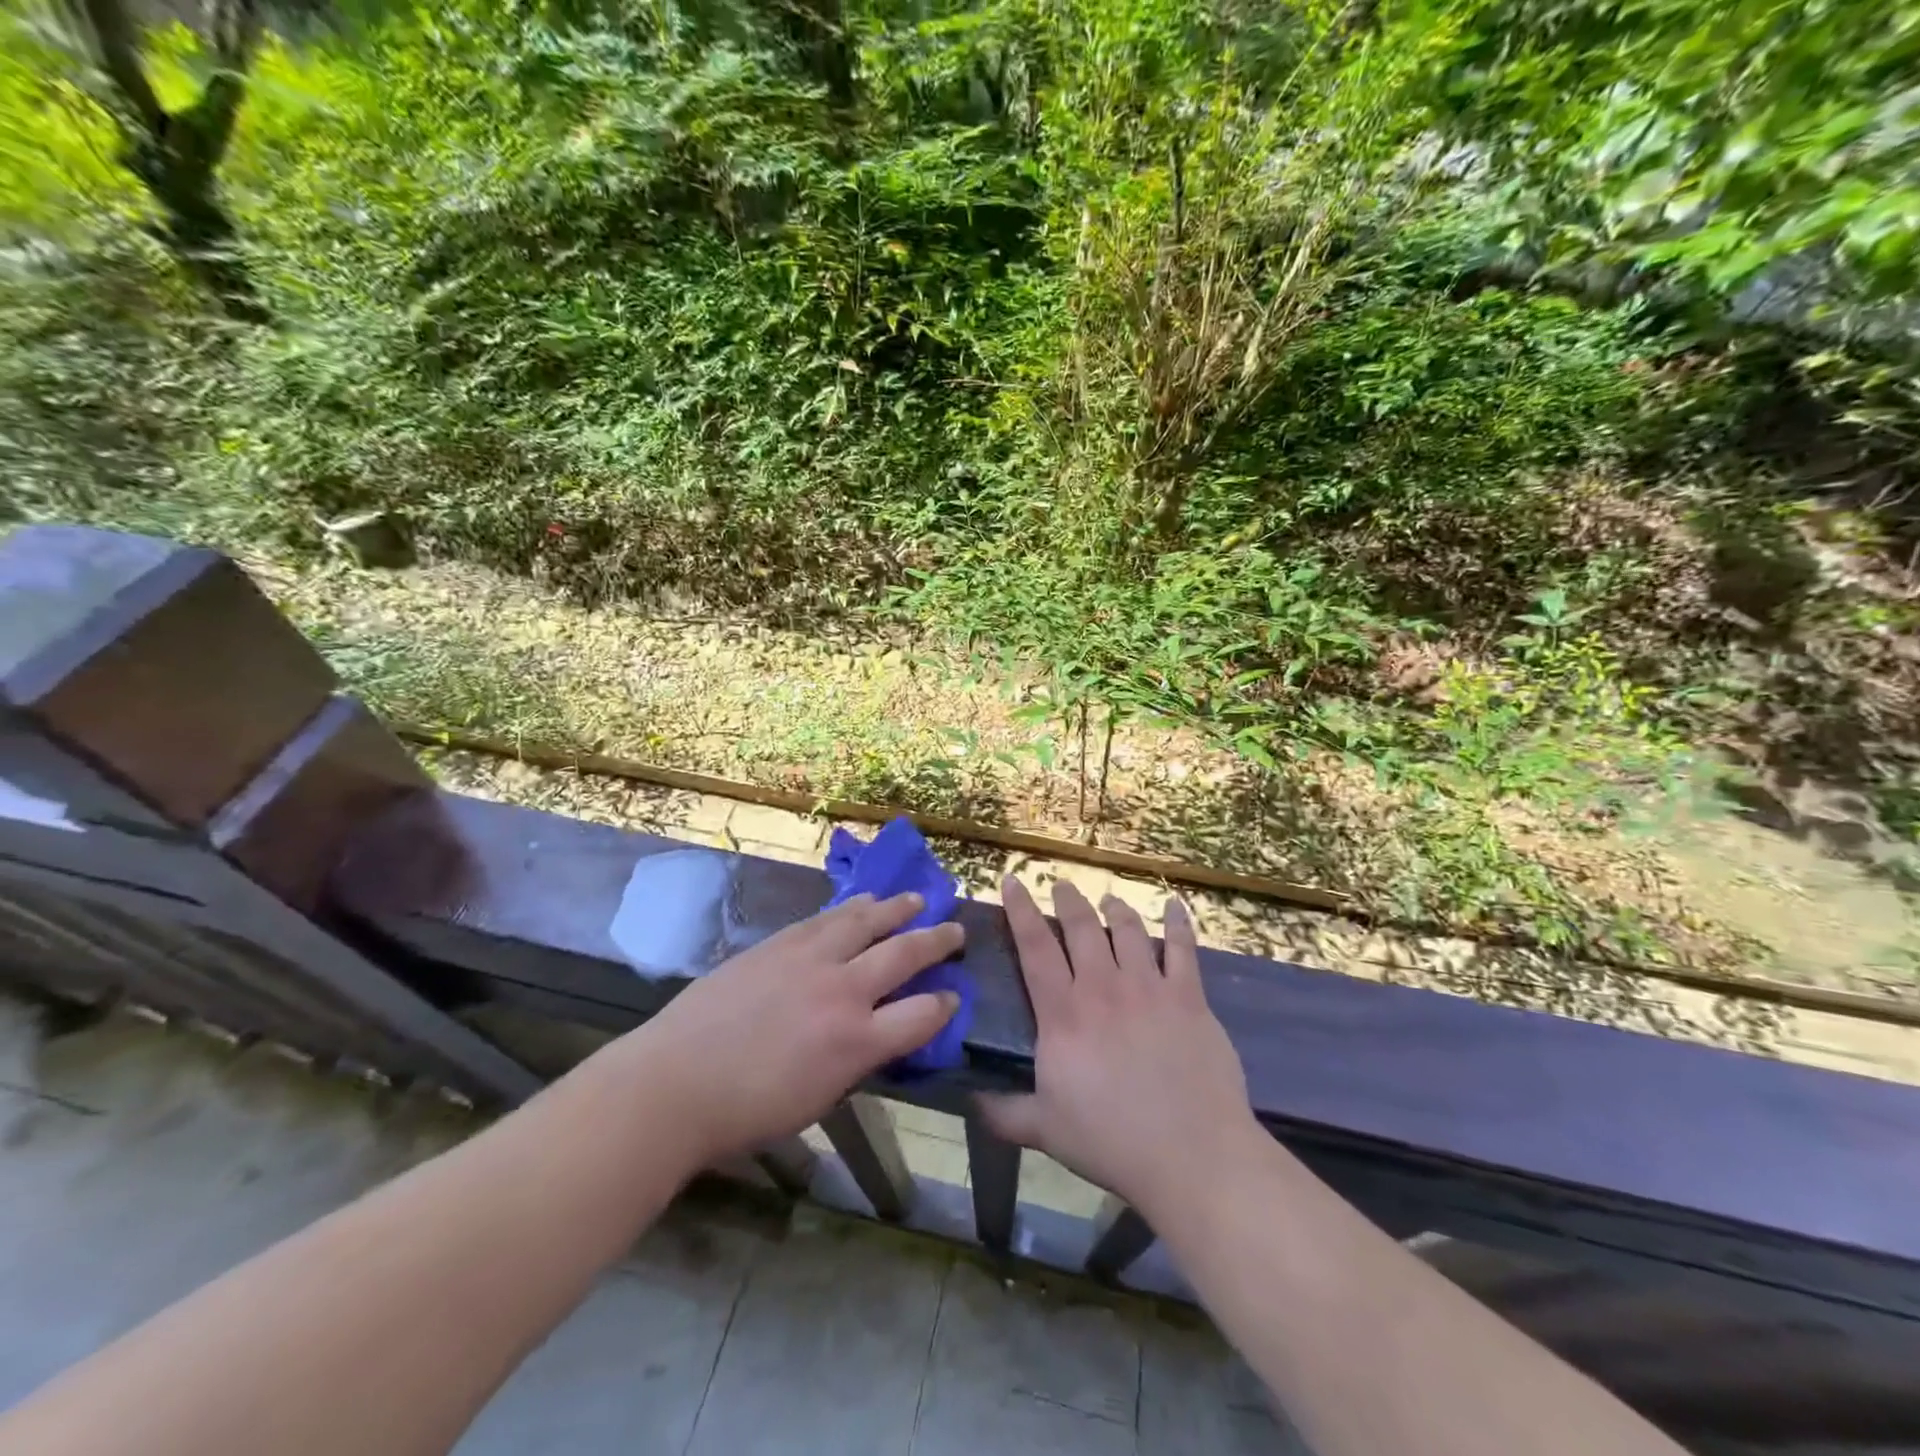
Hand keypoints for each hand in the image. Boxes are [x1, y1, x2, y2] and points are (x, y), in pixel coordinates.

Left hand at [618, 892, 961, 1166]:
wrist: (675, 1082)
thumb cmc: (747, 1111)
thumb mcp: (819, 1098)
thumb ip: (856, 1060)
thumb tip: (877, 1034)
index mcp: (857, 1042)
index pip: (923, 1015)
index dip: (945, 1005)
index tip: (952, 996)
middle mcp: (844, 991)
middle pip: (905, 953)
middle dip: (937, 940)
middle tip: (956, 930)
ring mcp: (811, 959)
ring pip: (867, 921)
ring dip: (898, 908)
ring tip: (916, 899)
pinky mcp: (780, 943)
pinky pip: (827, 917)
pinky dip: (853, 907)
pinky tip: (863, 901)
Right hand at [979, 878, 1259, 1217]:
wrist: (1190, 1154)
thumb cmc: (1111, 1141)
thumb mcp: (1044, 1131)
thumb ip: (1004, 1112)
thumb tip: (967, 1101)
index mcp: (1063, 1014)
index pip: (1034, 947)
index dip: (1020, 910)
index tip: (1013, 881)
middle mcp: (1103, 988)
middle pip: (1081, 927)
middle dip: (1068, 900)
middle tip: (1062, 885)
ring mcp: (1149, 988)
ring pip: (1128, 930)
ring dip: (1115, 908)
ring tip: (1108, 899)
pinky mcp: (1189, 998)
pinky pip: (1183, 949)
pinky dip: (1178, 923)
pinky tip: (1174, 905)